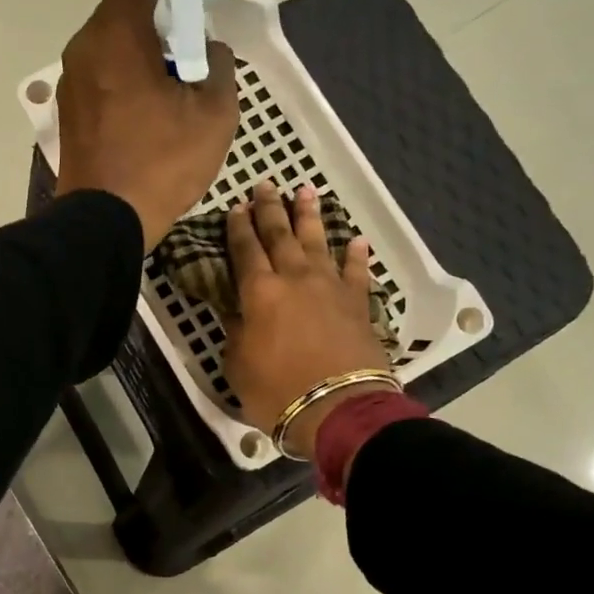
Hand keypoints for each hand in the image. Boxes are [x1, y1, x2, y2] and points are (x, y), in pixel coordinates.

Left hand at [54, 0, 237, 250]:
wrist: (103, 223)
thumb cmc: (162, 164)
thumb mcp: (214, 114)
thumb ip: (216, 66)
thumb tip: (203, 51)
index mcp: (120, 32)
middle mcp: (86, 45)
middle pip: (123, 8)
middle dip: (158, 17)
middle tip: (189, 51)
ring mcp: (72, 80)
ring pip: (112, 46)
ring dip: (143, 54)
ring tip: (173, 97)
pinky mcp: (69, 111)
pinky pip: (102, 78)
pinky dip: (126, 81)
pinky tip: (148, 120)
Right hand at [225, 181, 392, 457]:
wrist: (338, 408)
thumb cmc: (277, 391)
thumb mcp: (238, 365)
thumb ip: (237, 333)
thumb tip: (238, 313)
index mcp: (259, 292)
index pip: (245, 250)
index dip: (238, 227)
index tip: (236, 207)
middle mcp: (295, 279)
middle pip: (280, 235)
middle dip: (271, 209)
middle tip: (266, 185)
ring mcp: (330, 287)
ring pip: (317, 242)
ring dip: (310, 217)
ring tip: (306, 192)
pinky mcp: (358, 303)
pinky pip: (356, 271)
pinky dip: (355, 254)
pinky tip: (355, 240)